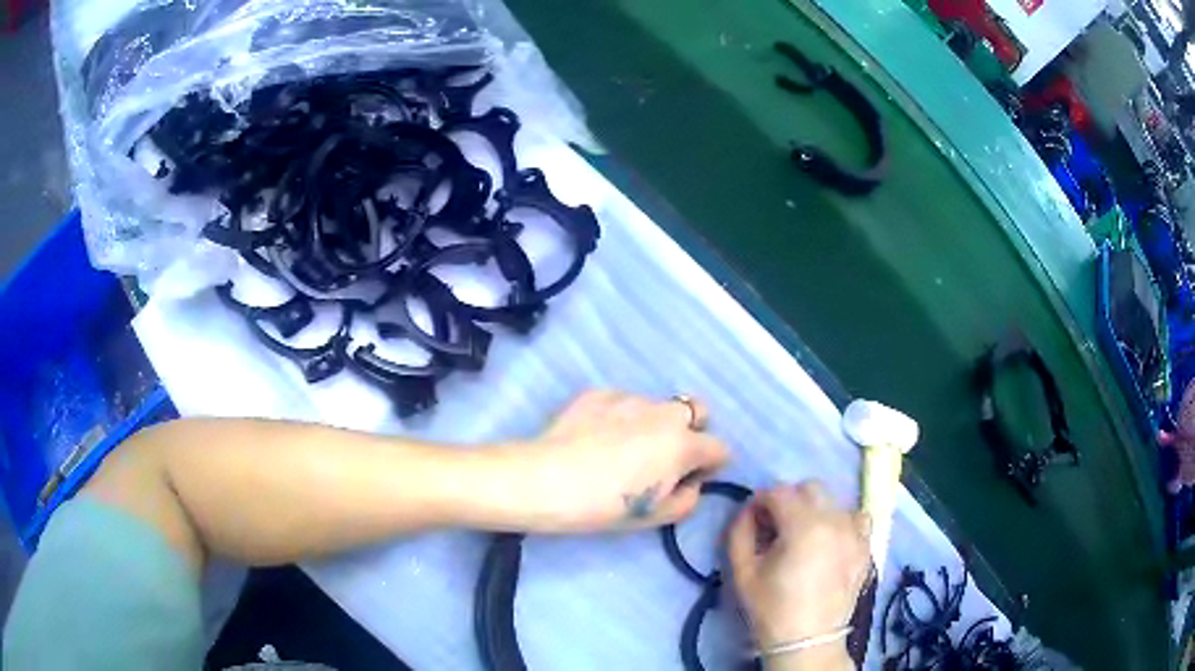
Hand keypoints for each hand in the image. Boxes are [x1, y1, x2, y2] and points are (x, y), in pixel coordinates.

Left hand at [512, 390, 729, 531]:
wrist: (544, 480)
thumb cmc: (604, 506)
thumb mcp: (655, 517)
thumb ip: (688, 499)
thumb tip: (690, 482)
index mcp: (683, 444)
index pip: (720, 448)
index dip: (711, 465)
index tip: (691, 478)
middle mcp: (663, 413)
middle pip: (697, 410)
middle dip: (692, 430)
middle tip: (666, 455)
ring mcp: (629, 397)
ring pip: (657, 405)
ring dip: (653, 423)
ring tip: (621, 447)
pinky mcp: (598, 392)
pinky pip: (622, 402)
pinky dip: (619, 417)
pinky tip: (595, 437)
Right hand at [728, 481, 870, 669]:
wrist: (807, 640)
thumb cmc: (771, 608)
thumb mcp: (743, 572)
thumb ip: (740, 532)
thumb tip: (748, 510)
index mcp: (804, 526)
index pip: (779, 492)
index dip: (761, 501)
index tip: (753, 519)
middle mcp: (835, 521)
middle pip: (810, 488)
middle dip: (789, 500)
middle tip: (776, 527)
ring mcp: (856, 533)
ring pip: (834, 502)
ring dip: (815, 511)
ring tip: (804, 537)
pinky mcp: (866, 547)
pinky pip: (857, 519)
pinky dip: (842, 523)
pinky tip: (830, 543)